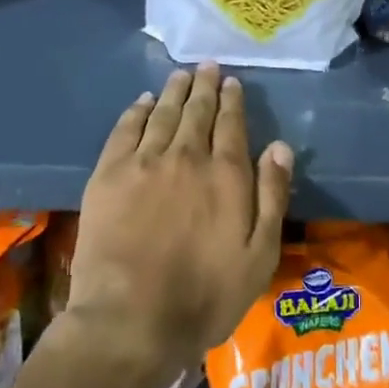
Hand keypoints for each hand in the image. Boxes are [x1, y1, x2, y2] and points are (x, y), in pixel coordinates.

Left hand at [69, 64, 291, 380]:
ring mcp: (144, 162)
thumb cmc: (205, 295)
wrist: (131, 320)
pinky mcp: (109, 175)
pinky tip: (142, 102)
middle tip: (206, 67)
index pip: (231, 124)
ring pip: (162, 114)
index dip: (232, 100)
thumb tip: (280, 146)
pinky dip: (136, 111)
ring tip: (180, 75)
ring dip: (173, 91)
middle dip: (204, 86)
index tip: (231, 82)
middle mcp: (187, 156)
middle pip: (197, 111)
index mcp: (226, 174)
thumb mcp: (259, 255)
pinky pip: (125, 130)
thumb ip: (272, 196)